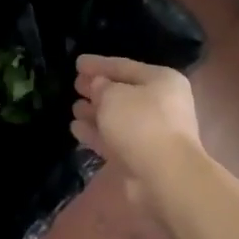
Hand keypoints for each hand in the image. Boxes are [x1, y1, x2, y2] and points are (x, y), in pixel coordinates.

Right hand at [72, 54, 203, 186]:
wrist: (165, 176)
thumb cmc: (141, 124)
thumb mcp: (113, 96)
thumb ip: (101, 86)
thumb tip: (98, 86)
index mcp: (162, 80)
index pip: (125, 66)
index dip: (99, 64)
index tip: (77, 62)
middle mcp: (161, 104)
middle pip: (123, 92)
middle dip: (98, 89)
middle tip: (76, 84)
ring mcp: (153, 132)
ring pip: (118, 118)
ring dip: (96, 113)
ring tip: (74, 107)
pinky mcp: (142, 157)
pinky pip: (115, 139)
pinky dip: (97, 133)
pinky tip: (76, 129)